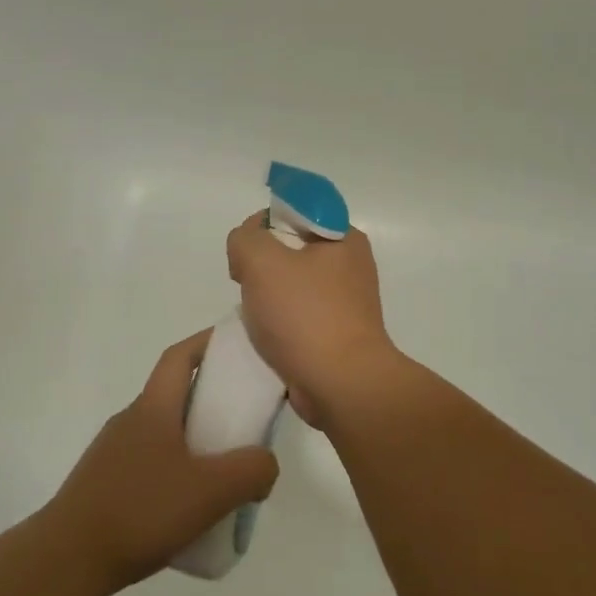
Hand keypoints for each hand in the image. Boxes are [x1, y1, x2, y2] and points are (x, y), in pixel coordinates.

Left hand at [46, 330, 279, 595]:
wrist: (67, 559)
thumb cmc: (141, 510)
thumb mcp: (211, 491)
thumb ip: (251, 470)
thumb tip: (264, 464)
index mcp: (153, 408)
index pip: (179, 357)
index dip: (207, 342)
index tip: (235, 342)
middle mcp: (131, 420)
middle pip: (175, 394)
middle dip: (210, 399)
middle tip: (244, 421)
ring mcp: (113, 452)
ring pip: (163, 433)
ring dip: (194, 440)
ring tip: (222, 473)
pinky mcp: (105, 484)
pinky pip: (149, 463)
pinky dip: (175, 470)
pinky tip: (188, 507)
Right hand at [225, 212, 398, 427]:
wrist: (341, 386)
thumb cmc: (305, 316)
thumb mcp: (262, 261)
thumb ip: (245, 238)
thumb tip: (247, 246)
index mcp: (344, 238)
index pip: (296, 210)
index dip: (264, 223)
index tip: (248, 250)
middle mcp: (350, 265)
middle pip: (290, 247)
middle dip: (261, 263)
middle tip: (245, 283)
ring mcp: (345, 302)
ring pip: (291, 284)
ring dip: (266, 296)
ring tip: (256, 315)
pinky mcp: (336, 334)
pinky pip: (297, 316)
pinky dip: (278, 323)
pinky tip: (265, 337)